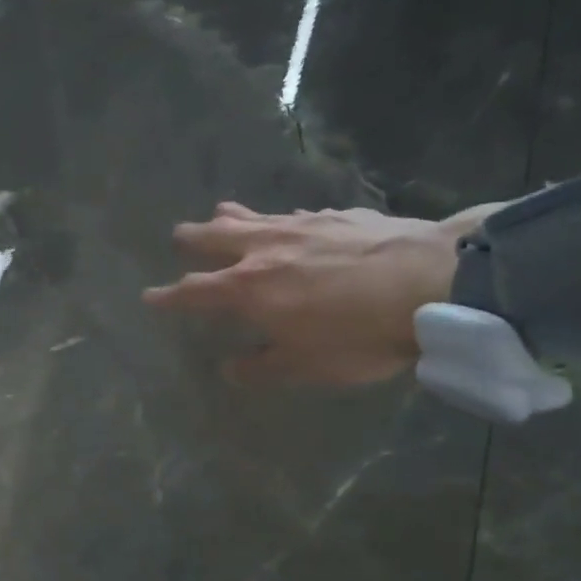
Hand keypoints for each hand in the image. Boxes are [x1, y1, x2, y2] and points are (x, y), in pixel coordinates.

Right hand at [144, 201, 492, 385]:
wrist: (431, 282)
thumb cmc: (357, 334)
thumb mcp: (304, 366)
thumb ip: (262, 367)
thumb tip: (229, 369)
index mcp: (248, 289)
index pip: (195, 292)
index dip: (169, 297)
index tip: (149, 296)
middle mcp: (265, 250)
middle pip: (218, 239)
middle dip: (194, 239)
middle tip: (179, 236)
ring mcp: (302, 227)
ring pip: (255, 217)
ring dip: (232, 216)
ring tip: (219, 210)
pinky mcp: (338, 215)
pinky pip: (296, 215)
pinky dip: (280, 218)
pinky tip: (289, 219)